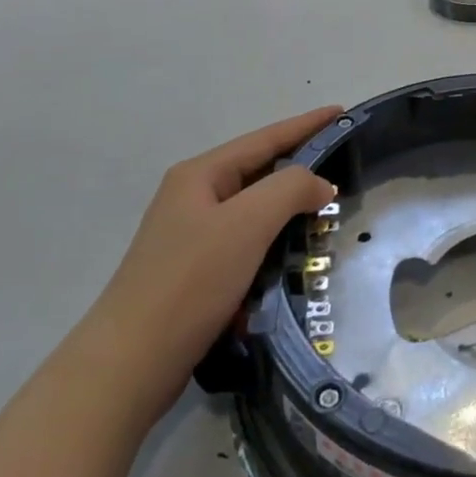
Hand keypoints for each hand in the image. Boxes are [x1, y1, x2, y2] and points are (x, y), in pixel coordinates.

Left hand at [93, 107, 341, 377]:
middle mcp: (193, 198)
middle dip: (300, 170)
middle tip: (344, 168)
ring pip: (253, 212)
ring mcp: (191, 237)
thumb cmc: (191, 281)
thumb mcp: (247, 223)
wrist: (131, 363)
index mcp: (200, 175)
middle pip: (258, 172)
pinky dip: (272, 247)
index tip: (342, 113)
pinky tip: (294, 260)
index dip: (306, 125)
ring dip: (288, 212)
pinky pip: (245, 246)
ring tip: (326, 214)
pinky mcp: (195, 274)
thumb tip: (320, 184)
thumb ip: (290, 189)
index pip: (265, 139)